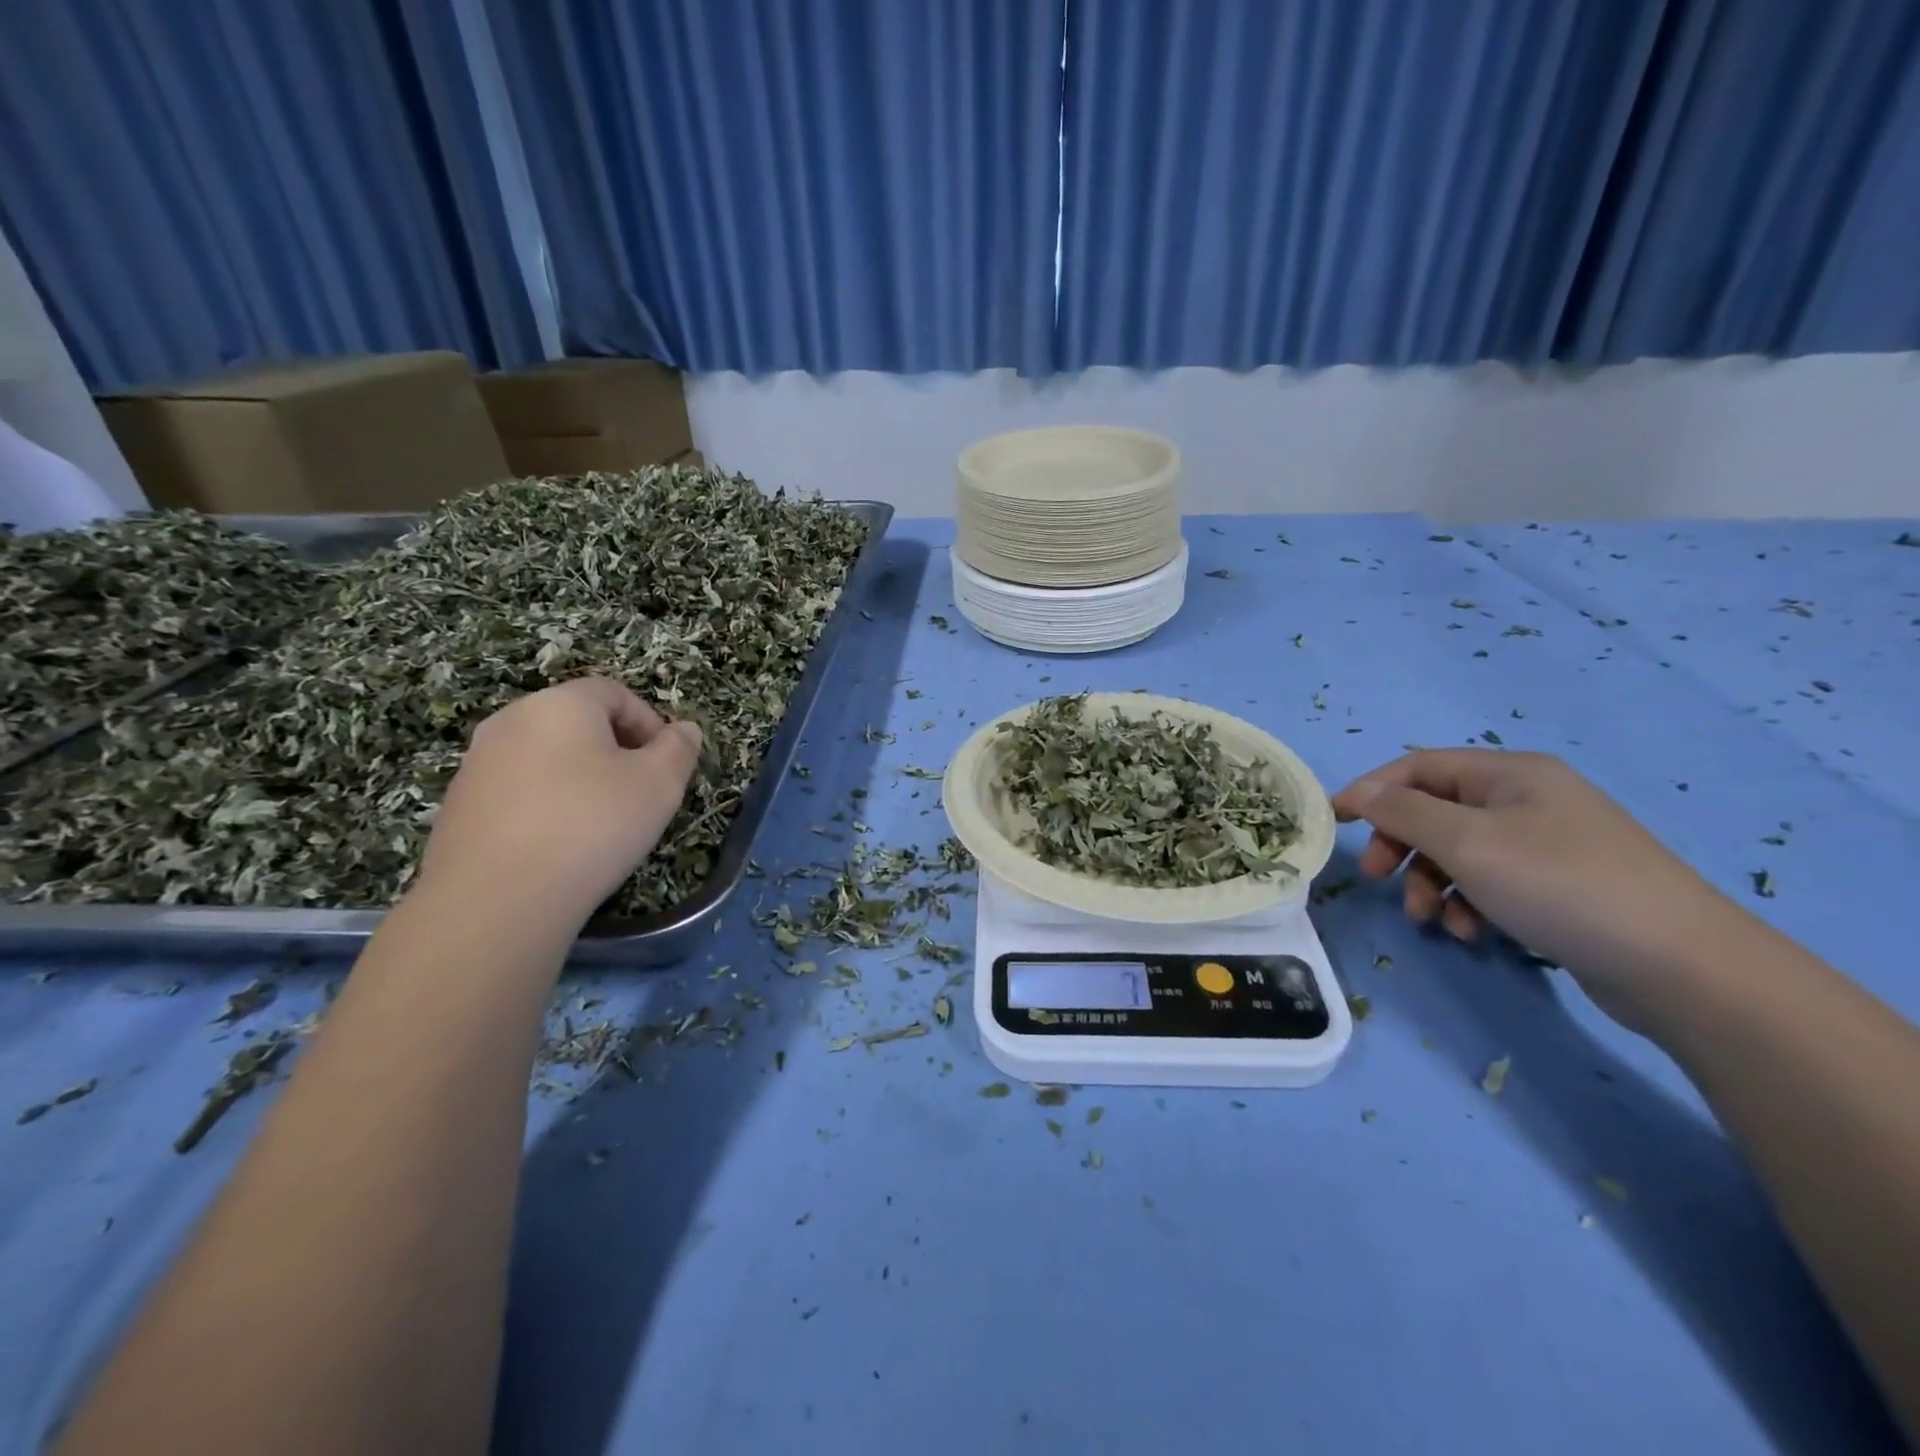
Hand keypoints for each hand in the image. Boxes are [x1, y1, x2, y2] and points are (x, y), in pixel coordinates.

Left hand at [416, 677, 701, 929]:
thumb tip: (684, 729)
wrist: (495, 899)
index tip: (667, 762)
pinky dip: (547, 804)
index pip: (613, 692)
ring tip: (602, 822)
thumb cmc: (592, 825)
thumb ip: (679, 749)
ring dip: (580, 778)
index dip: (649, 722)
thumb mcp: (659, 785)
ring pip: (546, 757)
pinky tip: (561, 844)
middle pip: (577, 722)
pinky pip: (519, 790)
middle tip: (640, 792)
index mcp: (560, 704)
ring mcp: (478, 763)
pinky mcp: (459, 805)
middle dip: (616, 750)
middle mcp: (511, 721)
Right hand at [1332, 750, 1739, 1031]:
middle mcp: (1528, 799)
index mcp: (1510, 774)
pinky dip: (1470, 903)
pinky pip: (1493, 883)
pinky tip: (1473, 932)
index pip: (1419, 766)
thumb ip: (1404, 812)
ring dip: (1432, 883)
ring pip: (1460, 852)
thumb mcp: (1466, 842)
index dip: (1371, 790)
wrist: (1682, 966)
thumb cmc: (1559, 885)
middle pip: (1437, 811)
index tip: (1335, 822)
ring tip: (1432, 919)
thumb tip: (1362, 793)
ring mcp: (1549, 844)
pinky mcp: (1562, 887)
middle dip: (1402, 846)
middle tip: (1377, 877)